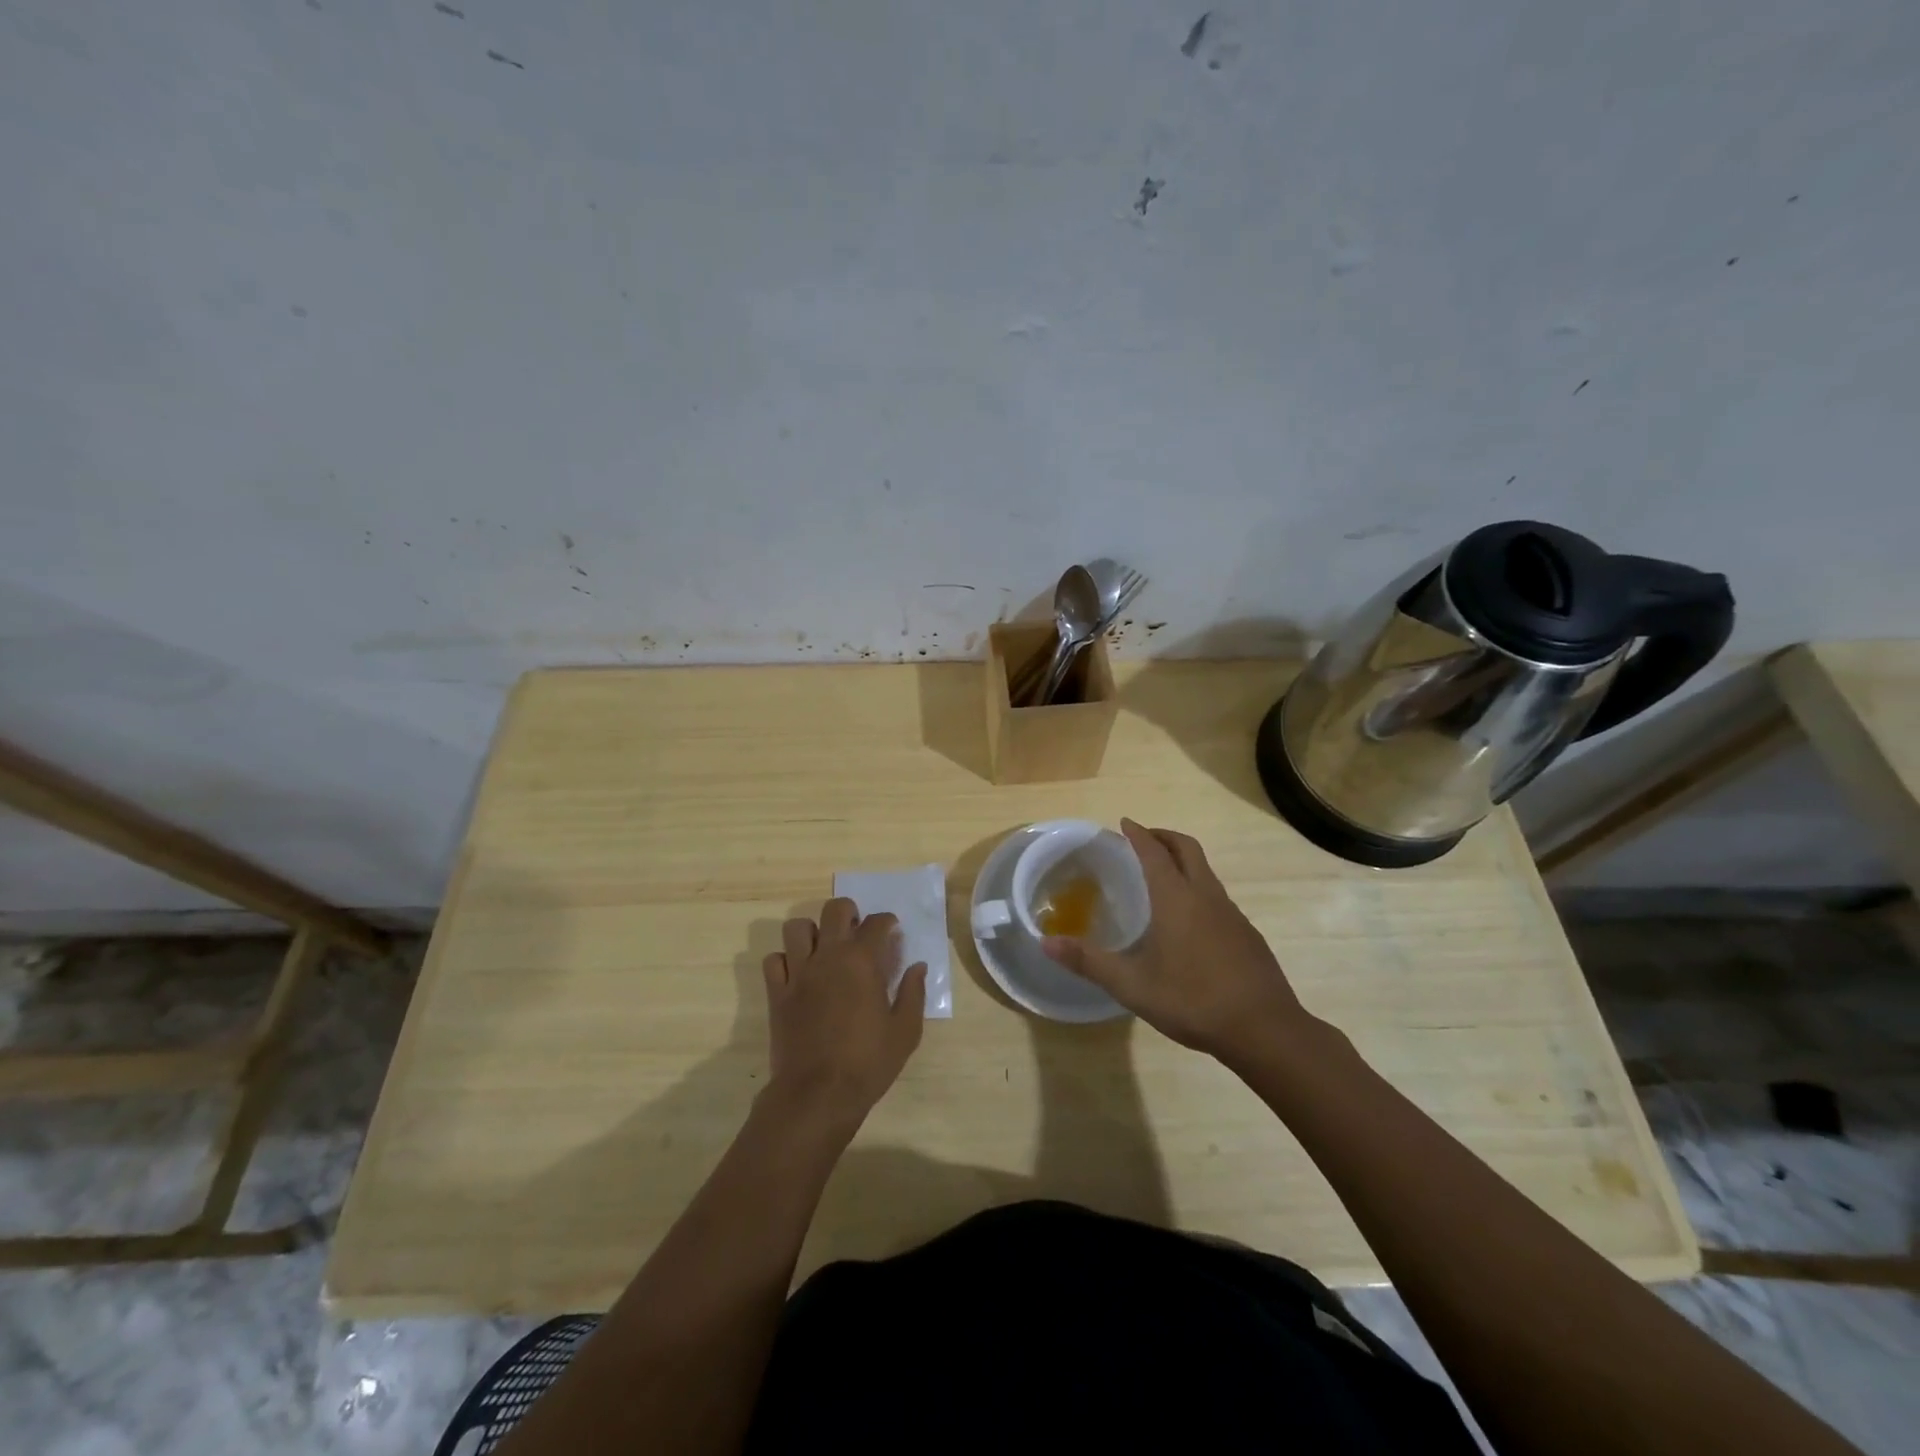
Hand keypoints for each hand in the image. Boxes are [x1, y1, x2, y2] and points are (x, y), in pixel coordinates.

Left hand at [762, 897, 926, 1132]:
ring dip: (812, 932)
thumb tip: (917, 967)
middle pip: (834, 910)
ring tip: (823, 948)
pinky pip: (773, 960)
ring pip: (797, 928)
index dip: (888, 922)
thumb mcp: (905, 1032)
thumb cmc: (867, 1063)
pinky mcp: (777, 993)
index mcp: (862, 962)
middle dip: (849, 913)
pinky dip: (785, 960)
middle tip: (857, 931)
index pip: (877, 923)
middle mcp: (829, 957)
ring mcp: (798, 973)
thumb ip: (913, 994)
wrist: (817, 1095)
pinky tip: (798, 974)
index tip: (892, 930)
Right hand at [1042, 819, 1311, 1061]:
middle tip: (1143, 839)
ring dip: (1183, 862)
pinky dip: (1198, 889)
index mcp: (1176, 898)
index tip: (1124, 823)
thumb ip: (1088, 961)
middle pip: (1187, 849)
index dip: (1138, 834)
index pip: (1154, 852)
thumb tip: (1045, 942)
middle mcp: (1206, 896)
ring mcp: (1232, 914)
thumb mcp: (1131, 985)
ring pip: (1206, 872)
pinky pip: (1217, 897)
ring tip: (1162, 878)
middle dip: (1164, 837)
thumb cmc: (1193, 1000)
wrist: (1265, 1029)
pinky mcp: (1247, 935)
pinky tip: (1190, 922)